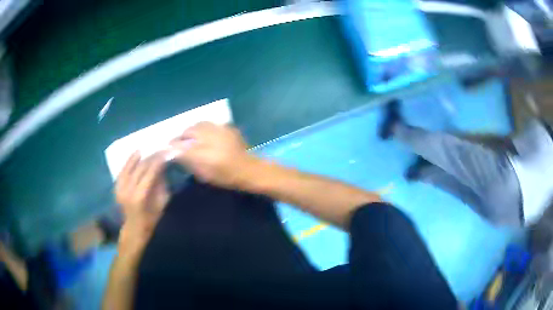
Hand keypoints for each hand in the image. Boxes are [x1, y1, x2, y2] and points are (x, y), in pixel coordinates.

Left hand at [115, 152, 168, 253]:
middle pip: (139, 168)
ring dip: (137, 157)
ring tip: (146, 148)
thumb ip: (161, 185)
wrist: (134, 229)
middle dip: (150, 157)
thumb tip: (161, 168)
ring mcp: (120, 188)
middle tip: (159, 150)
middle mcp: (128, 189)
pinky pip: (122, 171)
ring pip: (129, 167)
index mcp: (140, 196)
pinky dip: (128, 162)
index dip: (158, 161)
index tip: (166, 153)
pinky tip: (134, 155)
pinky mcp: (116, 188)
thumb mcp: (161, 204)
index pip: (149, 172)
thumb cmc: (151, 219)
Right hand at [170, 122, 258, 188]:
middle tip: (179, 142)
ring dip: (191, 130)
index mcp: (205, 155)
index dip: (173, 146)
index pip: (182, 146)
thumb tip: (176, 153)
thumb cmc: (226, 177)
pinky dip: (203, 128)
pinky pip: (210, 124)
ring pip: (199, 124)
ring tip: (190, 136)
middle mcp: (211, 139)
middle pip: (189, 131)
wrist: (249, 169)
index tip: (168, 148)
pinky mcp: (227, 127)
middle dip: (181, 136)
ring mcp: (221, 131)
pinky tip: (204, 134)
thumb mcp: (205, 174)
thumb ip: (189, 162)